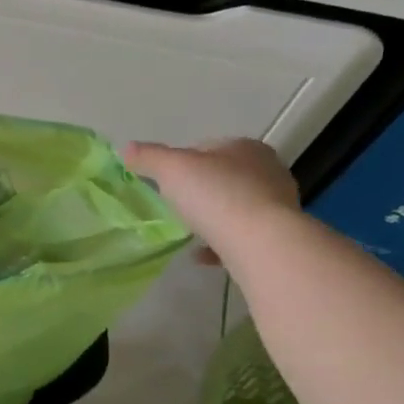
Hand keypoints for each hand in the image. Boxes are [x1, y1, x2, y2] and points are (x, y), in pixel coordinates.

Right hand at [123, 139, 299, 264]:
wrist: (260, 243)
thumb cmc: (216, 196)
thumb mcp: (172, 170)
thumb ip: (148, 157)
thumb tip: (126, 149)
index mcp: (245, 147)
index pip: (207, 148)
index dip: (182, 163)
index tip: (165, 182)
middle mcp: (267, 171)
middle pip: (223, 177)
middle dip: (199, 190)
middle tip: (175, 206)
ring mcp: (276, 204)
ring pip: (234, 207)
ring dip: (212, 218)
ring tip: (188, 232)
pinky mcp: (277, 235)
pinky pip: (241, 235)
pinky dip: (220, 243)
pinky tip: (202, 255)